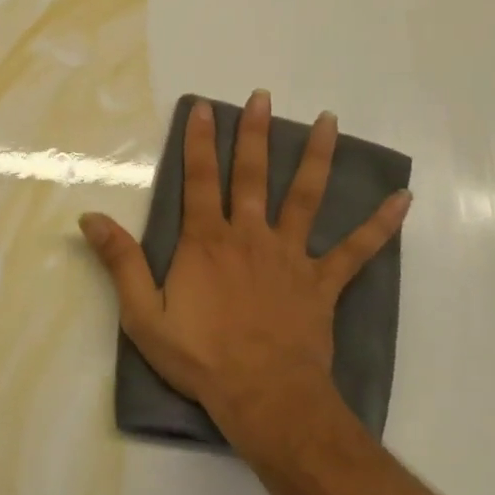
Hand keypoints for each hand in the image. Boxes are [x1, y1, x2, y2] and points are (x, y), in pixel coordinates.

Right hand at [79, 92, 409, 456]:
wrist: (264, 397)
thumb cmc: (201, 357)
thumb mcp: (144, 314)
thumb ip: (121, 262)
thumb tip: (90, 217)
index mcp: (207, 240)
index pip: (200, 178)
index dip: (199, 141)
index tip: (204, 107)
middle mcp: (249, 235)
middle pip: (253, 174)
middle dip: (256, 133)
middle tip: (263, 97)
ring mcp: (290, 256)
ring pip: (305, 196)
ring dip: (317, 156)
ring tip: (330, 121)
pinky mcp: (322, 282)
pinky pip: (356, 249)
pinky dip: (380, 224)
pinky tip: (403, 199)